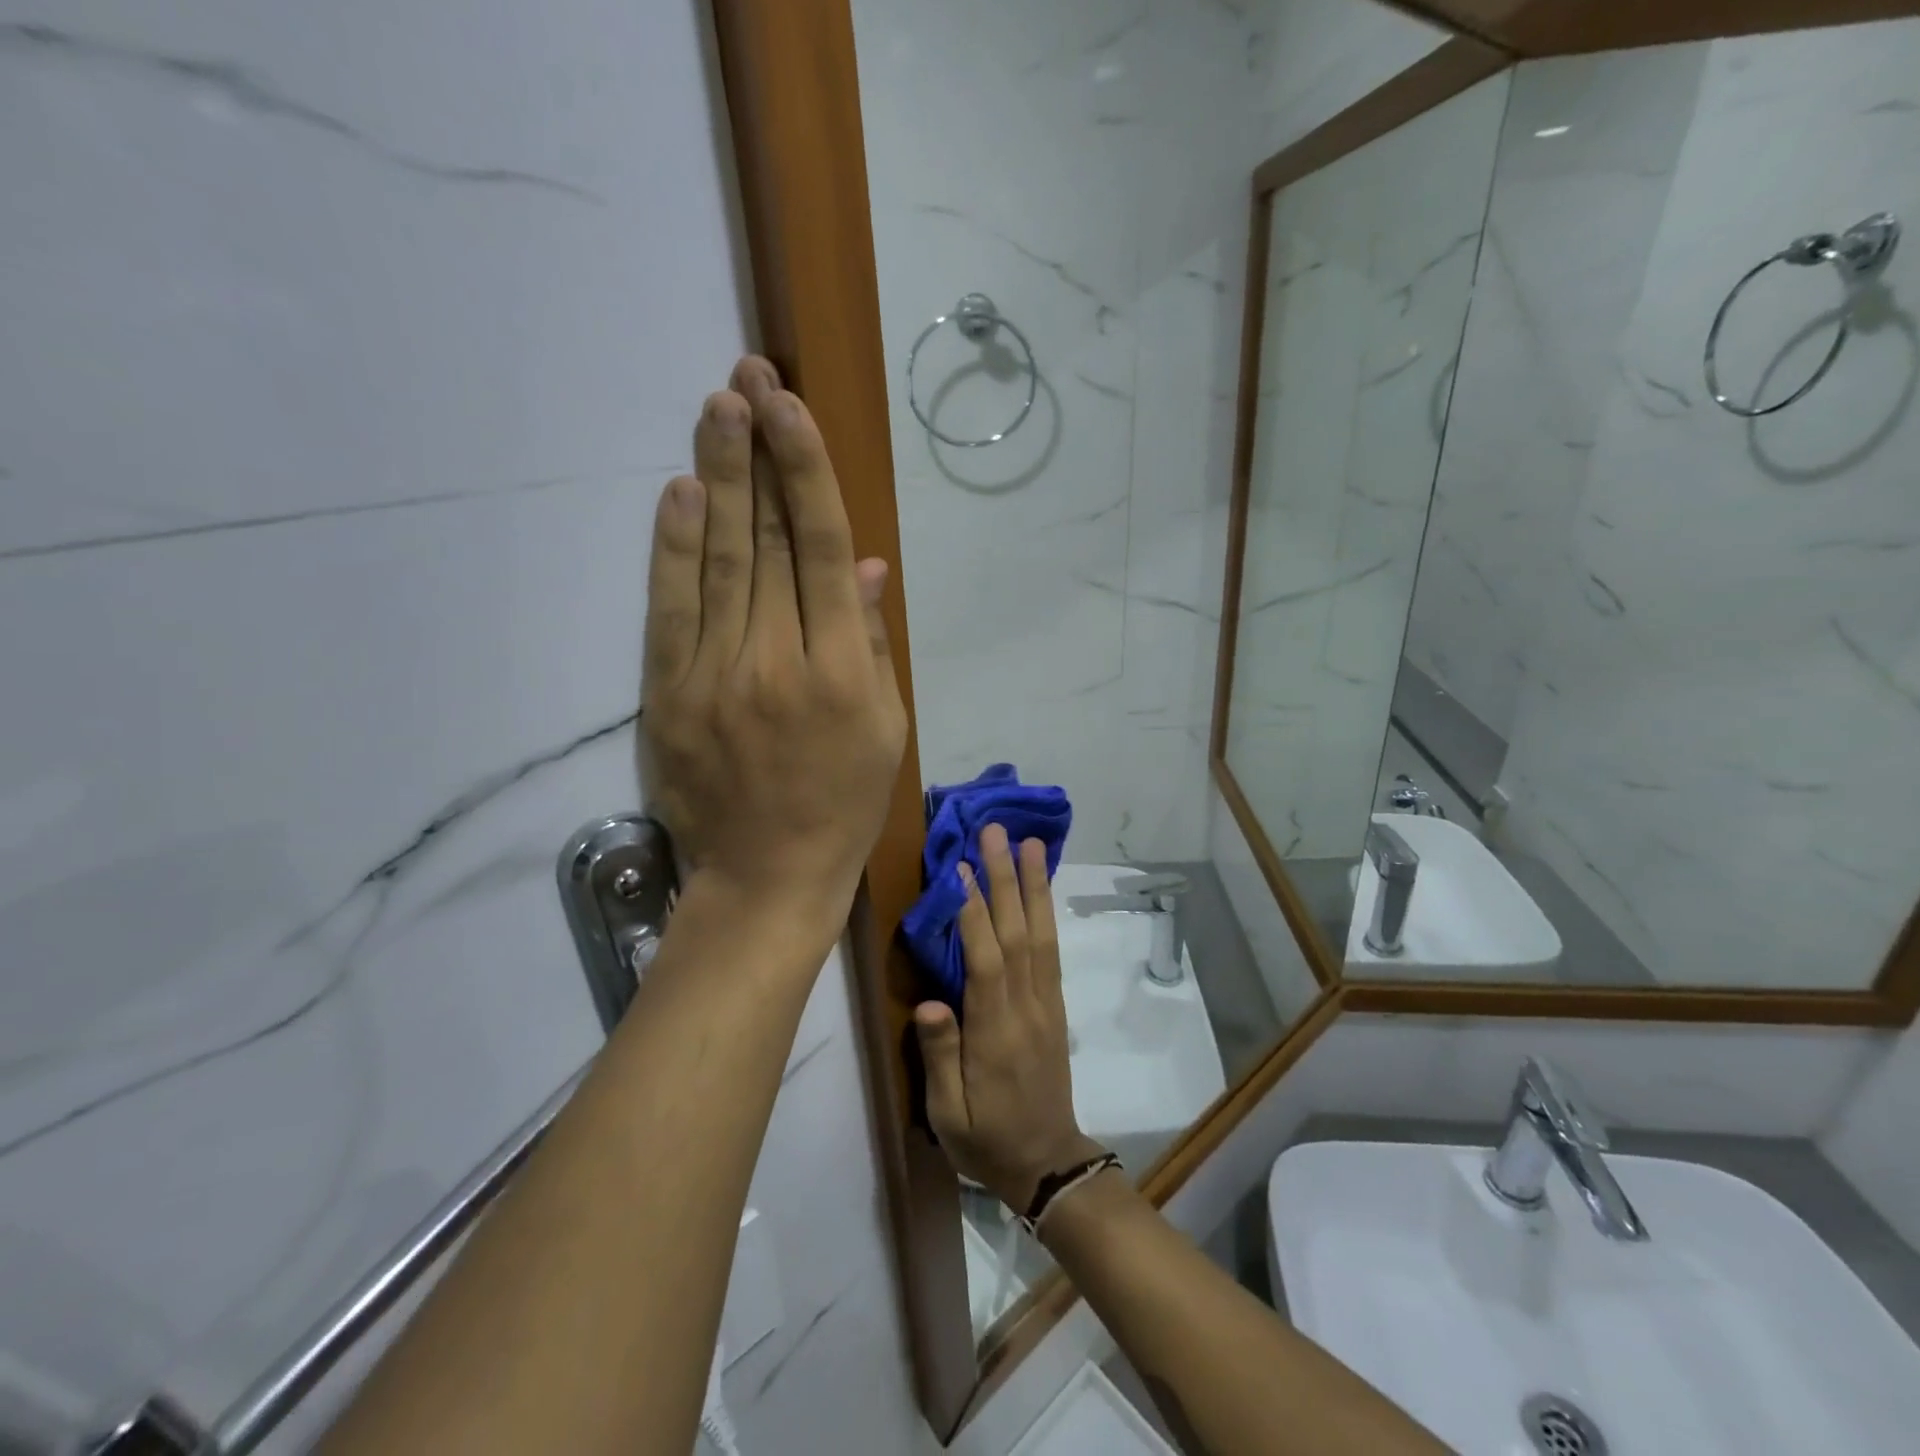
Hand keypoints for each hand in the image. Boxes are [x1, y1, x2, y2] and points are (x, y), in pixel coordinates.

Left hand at [642, 357, 907, 945]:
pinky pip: (672, 610)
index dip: (806, 471)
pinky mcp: (671, 695)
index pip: (822, 548)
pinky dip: (674, 549)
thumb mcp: (885, 728)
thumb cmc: (843, 804)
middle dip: (757, 451)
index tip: (791, 408)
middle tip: (747, 376)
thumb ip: (872, 642)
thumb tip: (864, 564)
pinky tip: (679, 494)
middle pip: (766, 538)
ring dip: (717, 478)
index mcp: (843, 668)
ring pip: (718, 561)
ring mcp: (718, 675)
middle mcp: (780, 659)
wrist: (767, 875)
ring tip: (716, 407)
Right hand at [914, 825, 1103, 1211]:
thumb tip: (928, 1002)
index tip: (961, 867)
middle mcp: (1026, 1006)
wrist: (1048, 1163)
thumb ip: (940, 1057)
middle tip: (996, 832)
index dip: (973, 911)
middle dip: (1005, 878)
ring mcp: (1046, 1001)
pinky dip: (1046, 911)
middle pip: (1016, 932)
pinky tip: (1039, 886)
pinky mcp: (1055, 1003)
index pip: (985, 960)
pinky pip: (1051, 949)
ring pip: (1040, 934)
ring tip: (1029, 843)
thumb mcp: (950, 1116)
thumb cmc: (987, 1140)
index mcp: (996, 1032)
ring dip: (1033, 885)